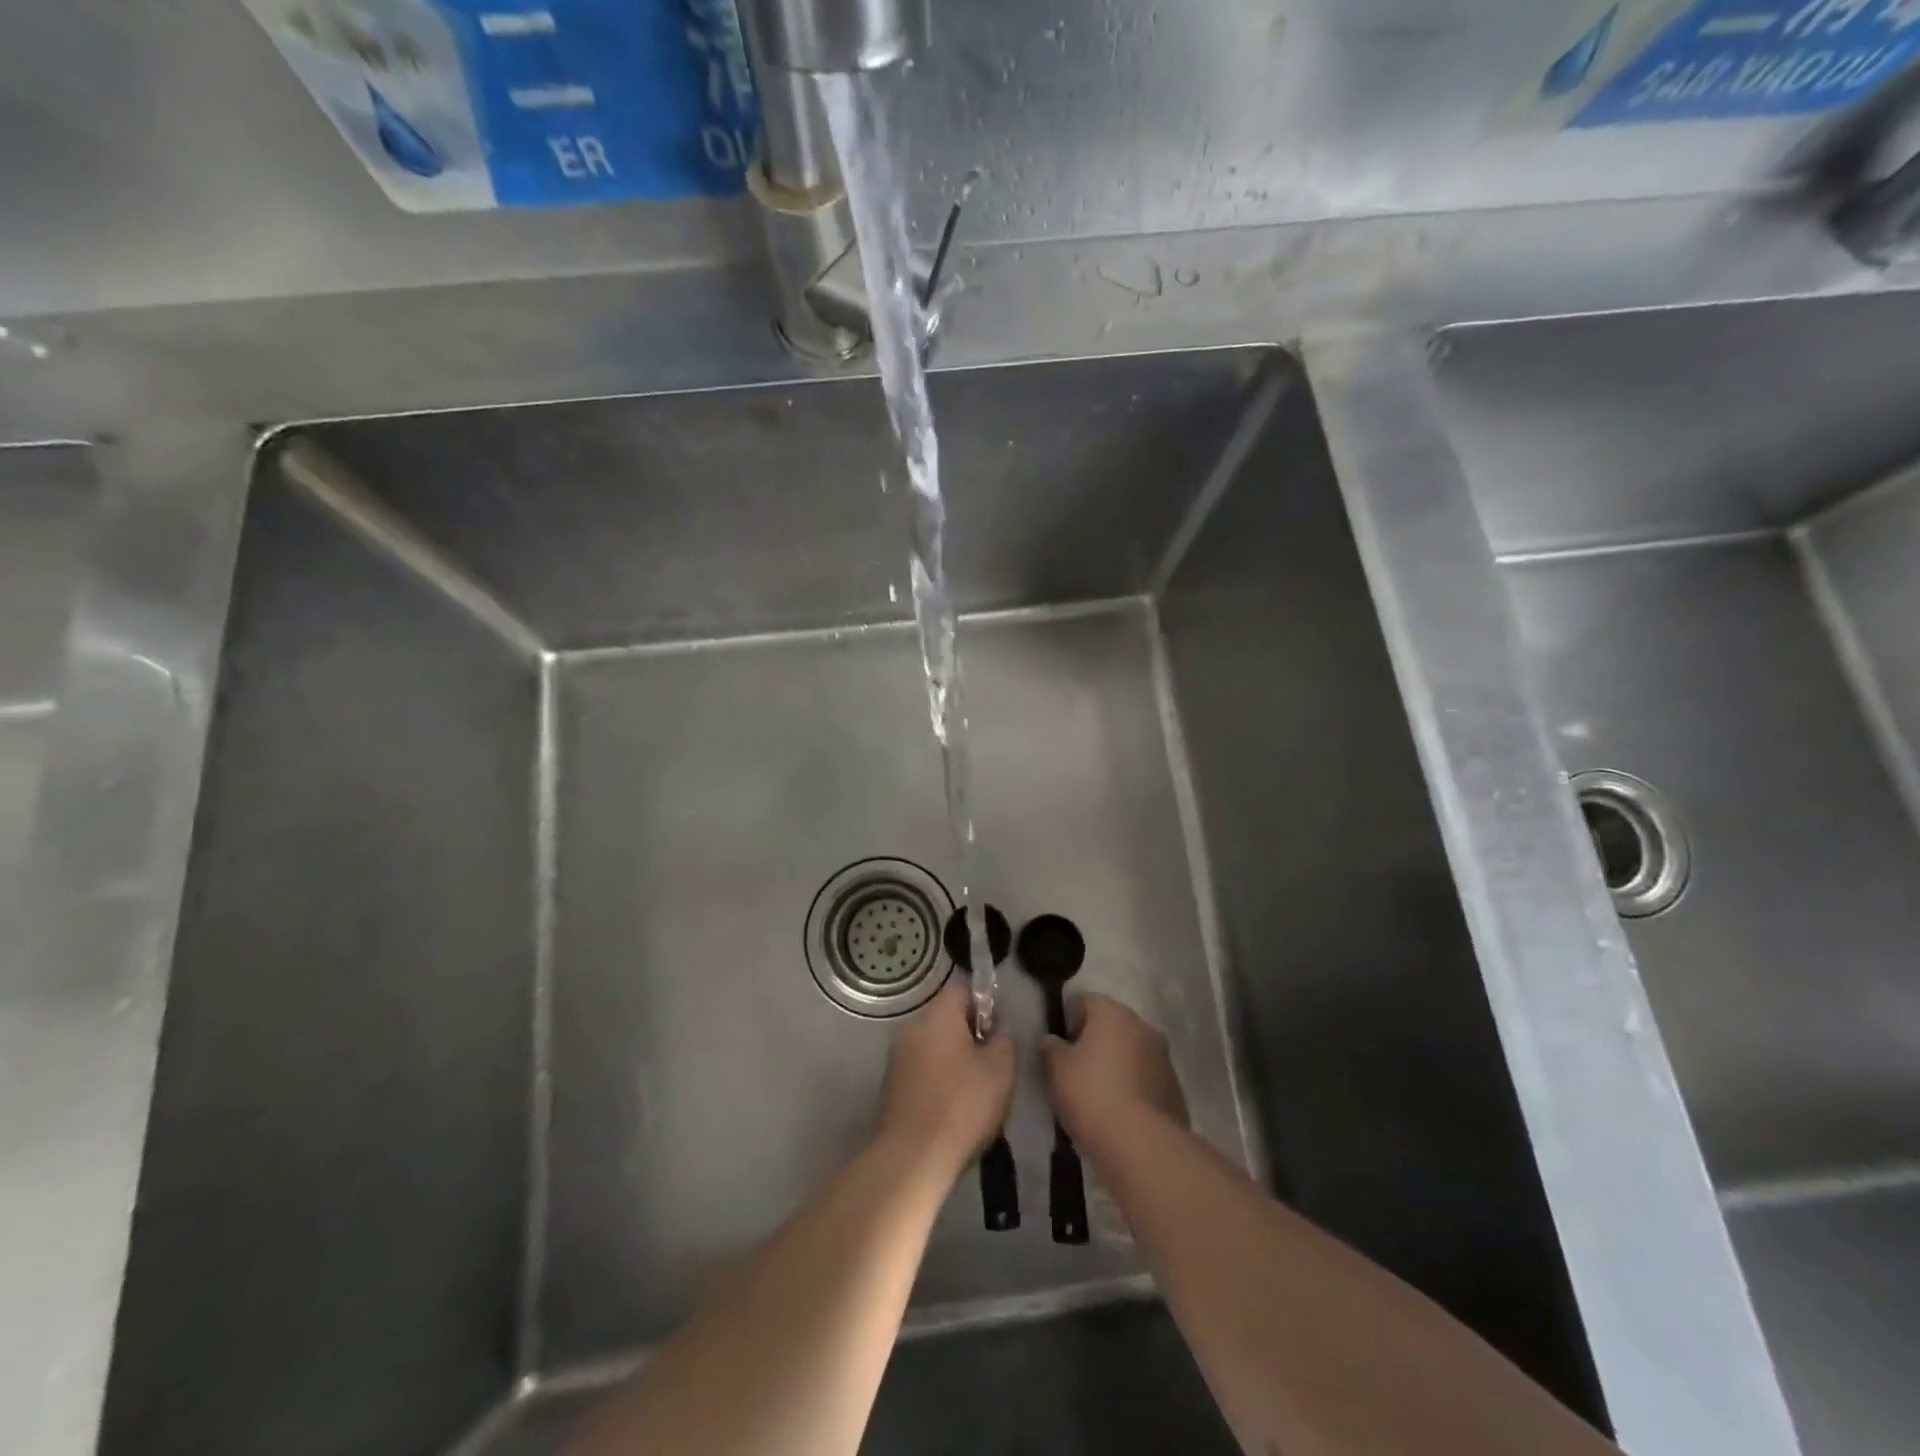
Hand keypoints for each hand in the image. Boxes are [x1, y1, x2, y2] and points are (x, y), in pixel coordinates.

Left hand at [875, 983, 1016, 1184]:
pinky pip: (922, 1072)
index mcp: (937, 1015)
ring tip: (976, 1095)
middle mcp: (912, 1027)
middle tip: (993, 1068)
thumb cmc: (961, 1105)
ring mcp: (897, 1057)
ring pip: (935, 1048)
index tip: (998, 1035)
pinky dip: (939, 1083)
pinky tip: (953, 1112)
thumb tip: (998, 1032)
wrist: (911, 1158)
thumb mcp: (1001, 1069)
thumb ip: (1005, 1040)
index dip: (985, 1006)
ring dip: (955, 1063)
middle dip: (971, 1037)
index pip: (963, 990)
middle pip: (947, 1019)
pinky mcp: (891, 1086)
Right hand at [1041, 993, 1187, 1151]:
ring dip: (1115, 1065)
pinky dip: (1132, 1088)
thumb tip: (1052, 1041)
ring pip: (1130, 1052)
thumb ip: (1050, 1048)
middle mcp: (1142, 1026)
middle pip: (1111, 1025)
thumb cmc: (1092, 1095)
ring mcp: (1163, 1057)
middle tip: (1075, 1072)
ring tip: (1097, 1097)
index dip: (1067, 1020)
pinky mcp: (1174, 1089)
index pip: (1084, 1000)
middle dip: (1093, 1043)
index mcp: (1112, 1013)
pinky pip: (1145, 1079)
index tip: (1059, 1048)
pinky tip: (1119, 1114)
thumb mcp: (1056, 1069)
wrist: (1141, 1145)